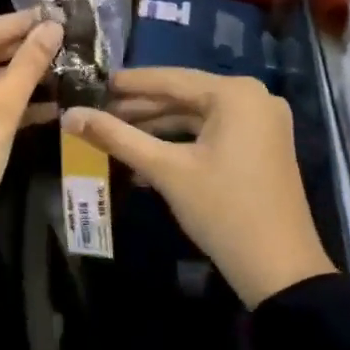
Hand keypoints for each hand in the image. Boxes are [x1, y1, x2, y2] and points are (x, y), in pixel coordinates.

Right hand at [63, 68, 334, 307]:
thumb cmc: (223, 210)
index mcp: (236, 94)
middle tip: (98, 112)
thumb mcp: (166, 170)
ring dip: (157, 126)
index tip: (94, 83)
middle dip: (141, 107)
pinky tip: (146, 155)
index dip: (129, 83)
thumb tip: (69, 116)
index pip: (170, 79)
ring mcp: (262, 123)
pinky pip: (212, 132)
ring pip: (197, 115)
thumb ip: (116, 137)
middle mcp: (254, 98)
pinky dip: (180, 141)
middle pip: (184, 95)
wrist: (280, 270)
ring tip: (115, 133)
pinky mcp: (261, 146)